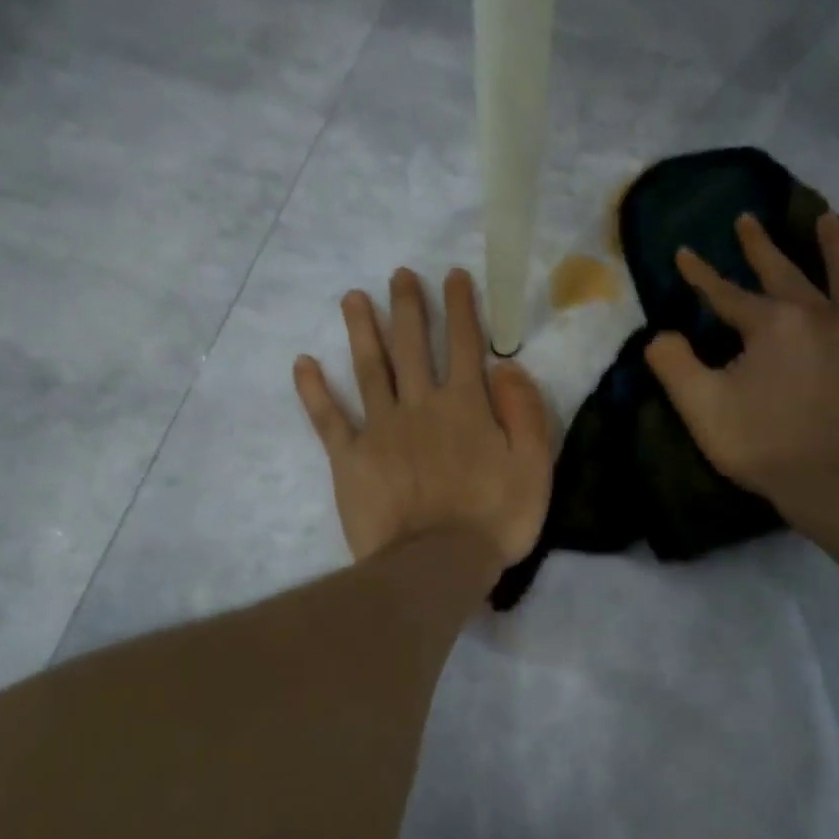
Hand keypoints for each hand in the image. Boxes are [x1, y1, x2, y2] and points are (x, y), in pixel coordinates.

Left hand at [294, 267, 552, 568]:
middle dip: (407, 307)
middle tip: (399, 275)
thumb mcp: (535, 465)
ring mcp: (380, 429)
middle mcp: (420, 405)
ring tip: (352, 298)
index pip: (464, 345)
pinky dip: (314, 391)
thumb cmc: (494, 518)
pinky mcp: (350, 457)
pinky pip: (328, 418)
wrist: (436, 564)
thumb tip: (506, 367)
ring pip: (369, 369)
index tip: (452, 275)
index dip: (460, 307)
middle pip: (411, 346)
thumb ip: (525, 412)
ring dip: (361, 331)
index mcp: (465, 406)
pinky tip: (303, 363)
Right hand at [644, 212, 838, 525]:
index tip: (685, 253)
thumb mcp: (701, 407)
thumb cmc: (765, 446)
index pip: (726, 293)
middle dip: (762, 246)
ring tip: (830, 219)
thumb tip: (660, 335)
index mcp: (771, 325)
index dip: (701, 275)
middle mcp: (821, 316)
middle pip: (786, 272)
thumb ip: (673, 364)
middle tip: (749, 219)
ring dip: (838, 246)